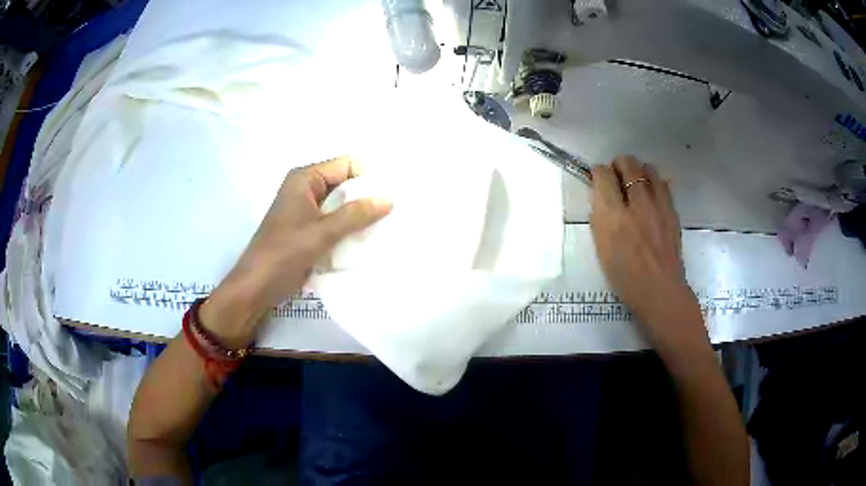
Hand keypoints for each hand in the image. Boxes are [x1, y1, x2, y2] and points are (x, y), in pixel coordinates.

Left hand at [200, 156, 391, 347]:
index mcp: (305, 178)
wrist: (258, 285)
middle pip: (345, 184)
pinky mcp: (309, 229)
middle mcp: (307, 188)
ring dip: (358, 216)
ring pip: (341, 205)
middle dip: (366, 198)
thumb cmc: (285, 252)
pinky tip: (365, 242)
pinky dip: (349, 229)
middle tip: (391, 215)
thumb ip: (355, 215)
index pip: (346, 165)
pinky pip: (335, 221)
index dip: (367, 178)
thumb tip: (388, 200)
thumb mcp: (322, 232)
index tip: (387, 198)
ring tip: (382, 229)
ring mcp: (307, 210)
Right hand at [589, 156, 706, 356]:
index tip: (598, 178)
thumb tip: (599, 198)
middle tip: (616, 175)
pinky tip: (651, 194)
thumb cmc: (626, 277)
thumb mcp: (602, 250)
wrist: (660, 290)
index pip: (603, 175)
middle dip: (618, 164)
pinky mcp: (672, 211)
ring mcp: (658, 206)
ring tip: (635, 182)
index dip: (598, 172)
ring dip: (638, 170)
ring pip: (648, 169)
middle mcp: (637, 205)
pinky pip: (663, 184)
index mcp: (614, 217)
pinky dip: (654, 182)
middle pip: (627, 164)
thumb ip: (599, 220)